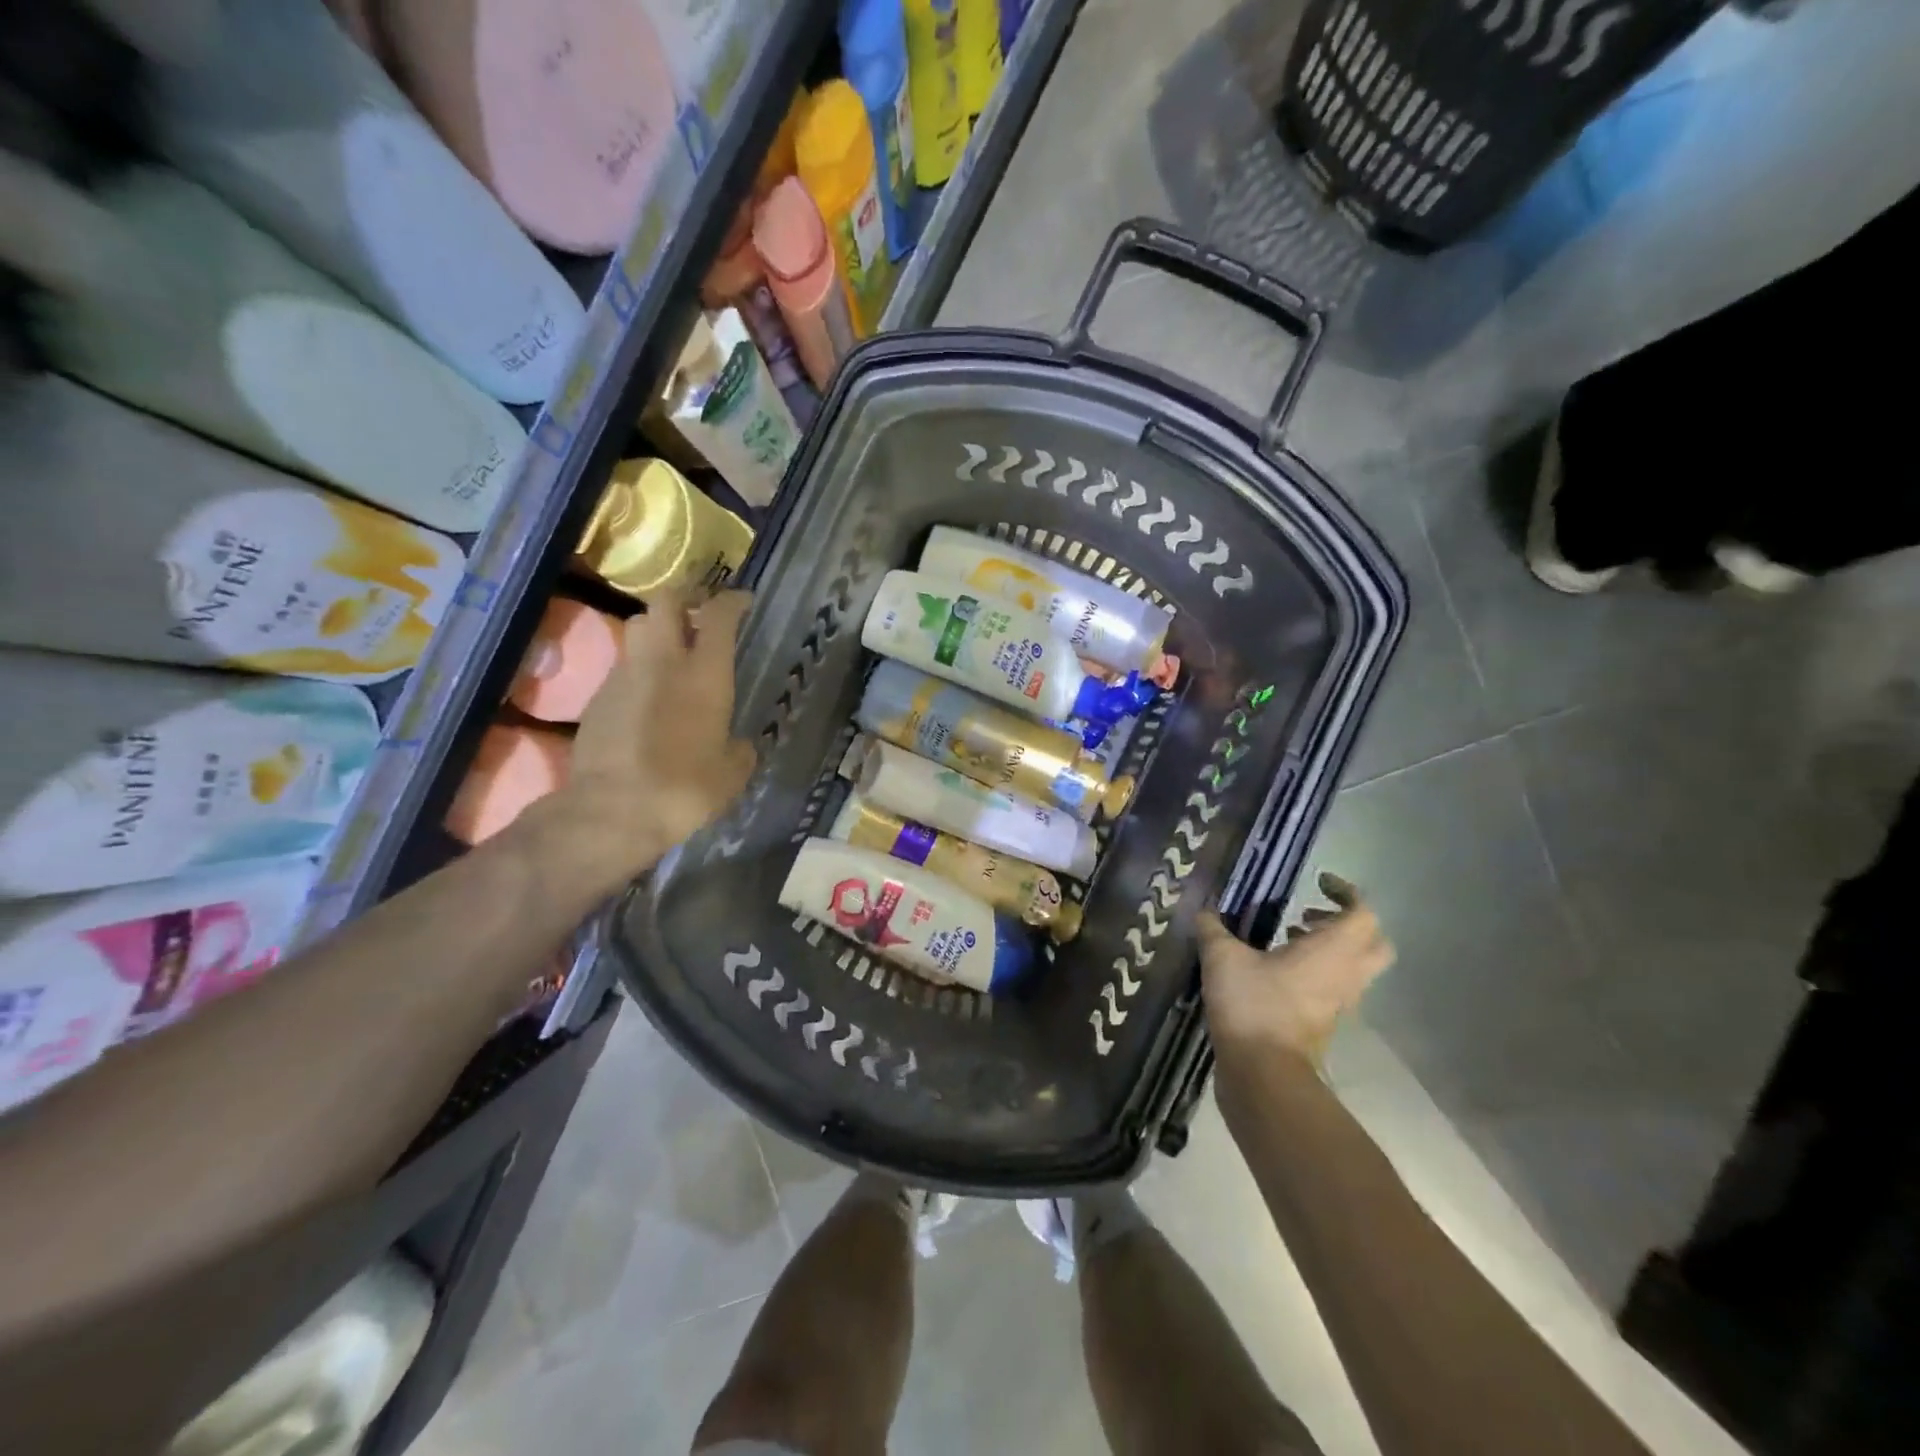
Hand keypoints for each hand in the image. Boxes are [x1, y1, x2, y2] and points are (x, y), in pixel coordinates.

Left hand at [554, 588, 756, 880]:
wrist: (612, 811)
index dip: (732, 601)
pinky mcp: (598, 697)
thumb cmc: (685, 789)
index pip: (719, 615)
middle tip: (699, 611)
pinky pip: (623, 668)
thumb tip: (739, 746)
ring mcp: (624, 676)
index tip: (742, 601)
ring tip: (672, 653)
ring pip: (639, 630)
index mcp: (705, 674)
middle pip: (666, 602)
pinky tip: (649, 700)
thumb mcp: (731, 775)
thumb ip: (739, 752)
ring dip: (657, 632)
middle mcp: (663, 662)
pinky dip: (639, 671)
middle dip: (684, 597)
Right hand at [1198, 873, 1392, 1081]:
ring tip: (1285, 940)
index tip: (1316, 883)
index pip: (1363, 913)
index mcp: (1332, 951)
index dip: (1346, 892)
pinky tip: (1273, 972)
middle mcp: (1346, 975)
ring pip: (1353, 969)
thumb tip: (1203, 911)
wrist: (1263, 1074)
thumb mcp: (1222, 958)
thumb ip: (1213, 929)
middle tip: (1309, 915)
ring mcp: (1338, 1004)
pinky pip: (1332, 990)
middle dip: (1347, 923)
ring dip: (1329, 950)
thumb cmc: (1253, 1005)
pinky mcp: (1323, 1025)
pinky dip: (1314, 974)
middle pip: (1373, 943)